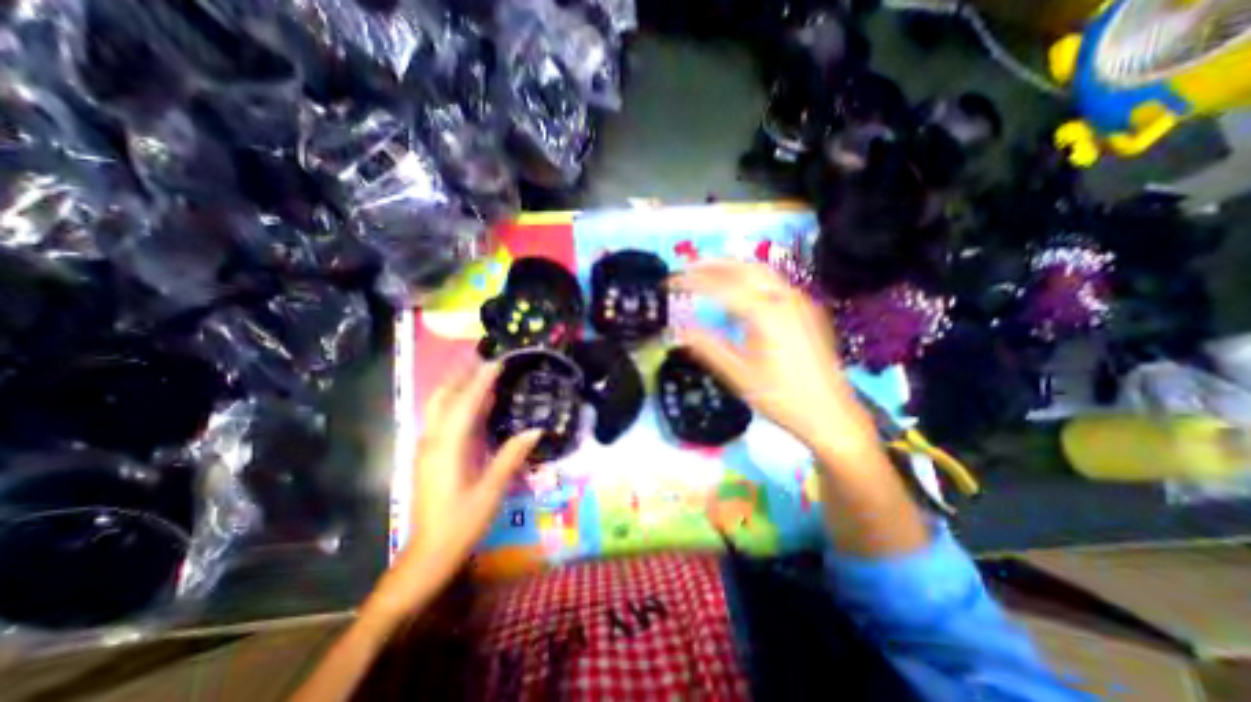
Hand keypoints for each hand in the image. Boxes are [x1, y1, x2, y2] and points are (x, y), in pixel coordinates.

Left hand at [362, 363, 536, 619]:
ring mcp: (428, 449)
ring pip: (439, 407)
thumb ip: (511, 457)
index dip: (481, 382)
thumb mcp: (491, 491)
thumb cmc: (461, 523)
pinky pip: (442, 420)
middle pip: (443, 398)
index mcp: (447, 449)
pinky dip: (456, 404)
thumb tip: (535, 430)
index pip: (465, 405)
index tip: (496, 363)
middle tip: (485, 360)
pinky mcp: (430, 456)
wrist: (428, 554)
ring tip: (479, 374)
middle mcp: (433, 442)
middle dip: (462, 376)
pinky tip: (473, 406)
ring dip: (457, 387)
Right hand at [669, 259, 872, 453]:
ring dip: (731, 268)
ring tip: (707, 273)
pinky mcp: (806, 309)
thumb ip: (707, 347)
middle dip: (712, 264)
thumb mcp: (738, 374)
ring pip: (761, 271)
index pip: (721, 286)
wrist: (830, 414)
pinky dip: (749, 279)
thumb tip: (677, 330)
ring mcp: (799, 301)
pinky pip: (773, 283)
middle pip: (743, 267)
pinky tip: (738, 293)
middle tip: (686, 269)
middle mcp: (785, 298)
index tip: (669, 283)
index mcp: (766, 313)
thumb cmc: (781, 397)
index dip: (692, 282)